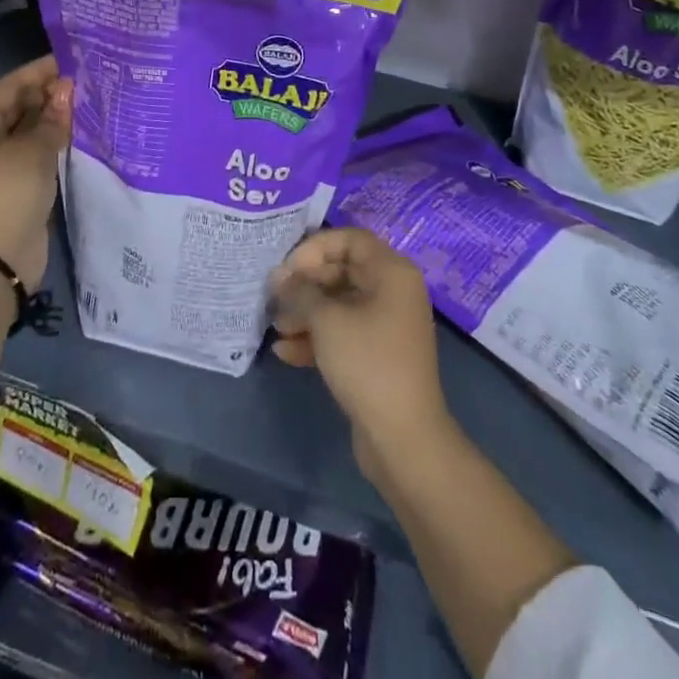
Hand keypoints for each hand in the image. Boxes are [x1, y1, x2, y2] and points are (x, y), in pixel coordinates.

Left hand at [0, 55, 72, 290]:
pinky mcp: (19, 184)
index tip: (72, 59)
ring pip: (32, 130)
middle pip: (21, 107)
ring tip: (90, 101)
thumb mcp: (33, 150)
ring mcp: (3, 164)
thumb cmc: (8, 192)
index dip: (40, 71)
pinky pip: (39, 153)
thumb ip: (53, 118)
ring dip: (57, 118)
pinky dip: (57, 141)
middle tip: (88, 80)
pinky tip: (83, 133)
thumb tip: (67, 89)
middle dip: (51, 93)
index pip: (11, 86)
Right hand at [269, 228, 451, 479]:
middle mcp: (393, 292)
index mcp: (391, 272)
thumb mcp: (326, 321)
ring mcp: (387, 325)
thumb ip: (300, 292)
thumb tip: (280, 277)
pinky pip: (344, 333)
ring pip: (340, 305)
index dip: (315, 248)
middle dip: (305, 284)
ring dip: (306, 313)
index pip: (349, 239)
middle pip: (342, 271)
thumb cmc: (367, 363)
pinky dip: (317, 338)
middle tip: (274, 298)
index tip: (287, 270)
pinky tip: (285, 353)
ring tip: (276, 328)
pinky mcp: (378, 355)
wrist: (404, 438)